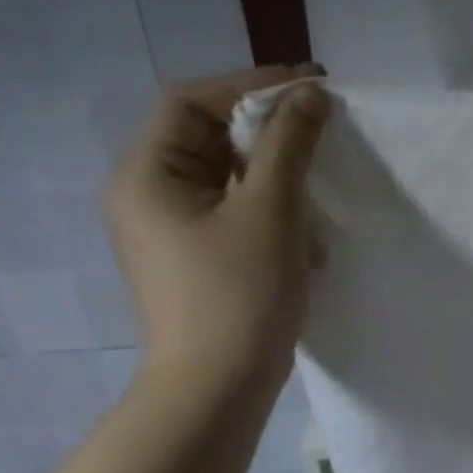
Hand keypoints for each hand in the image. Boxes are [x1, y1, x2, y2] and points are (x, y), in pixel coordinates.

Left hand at [103, 65, 329, 394]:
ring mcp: (172, 229)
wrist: (218, 387)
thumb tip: (312, 94)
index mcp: (147, 175)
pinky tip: (307, 236)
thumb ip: (290, 144)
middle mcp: (148, 195)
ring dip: (278, 172)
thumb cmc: (239, 292)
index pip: (191, 102)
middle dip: (269, 129)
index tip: (311, 86)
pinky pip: (235, 210)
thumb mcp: (270, 209)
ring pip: (228, 175)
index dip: (250, 84)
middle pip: (208, 135)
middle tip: (325, 126)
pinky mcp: (198, 256)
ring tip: (321, 184)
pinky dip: (273, 208)